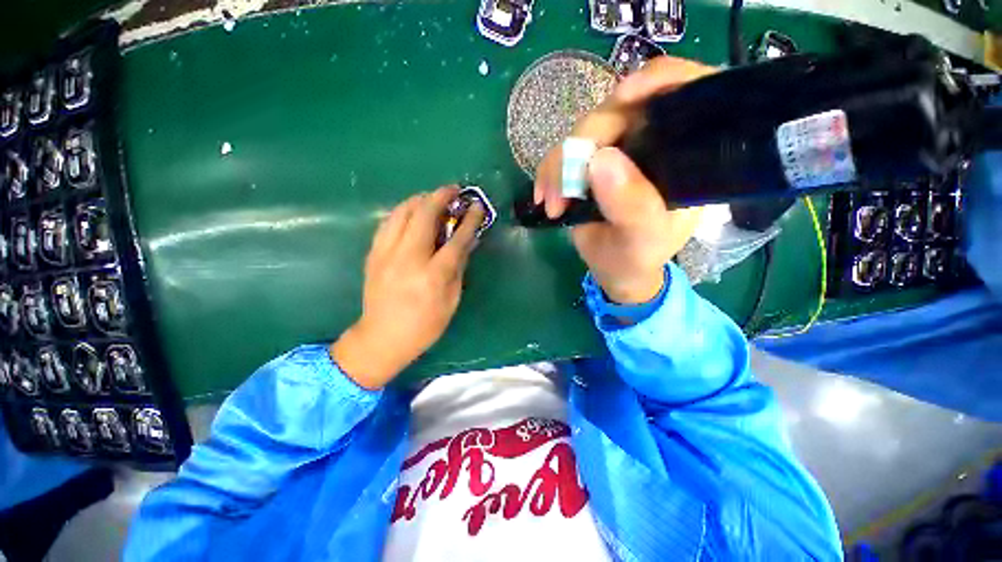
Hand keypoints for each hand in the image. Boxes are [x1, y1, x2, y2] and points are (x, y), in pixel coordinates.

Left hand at [331, 187, 484, 389]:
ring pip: (402, 213)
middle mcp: (408, 259)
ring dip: (420, 199)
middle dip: (440, 197)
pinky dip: (402, 211)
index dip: (470, 220)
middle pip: (424, 216)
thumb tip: (468, 242)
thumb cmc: (424, 326)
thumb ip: (459, 268)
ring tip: (432, 197)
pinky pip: (388, 223)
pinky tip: (411, 212)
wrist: (381, 338)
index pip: (456, 240)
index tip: (477, 206)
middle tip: (453, 190)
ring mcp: (386, 254)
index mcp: (433, 276)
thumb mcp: (451, 301)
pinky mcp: (373, 255)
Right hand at [534, 57, 714, 303]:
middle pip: (617, 112)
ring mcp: (619, 149)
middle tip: (562, 192)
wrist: (615, 269)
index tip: (624, 96)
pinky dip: (549, 172)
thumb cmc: (638, 257)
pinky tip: (544, 196)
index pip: (686, 93)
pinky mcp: (591, 162)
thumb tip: (599, 159)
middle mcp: (653, 141)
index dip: (658, 80)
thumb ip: (632, 205)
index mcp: (684, 154)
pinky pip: (564, 152)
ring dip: (558, 165)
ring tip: (552, 203)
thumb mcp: (641, 238)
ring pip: (583, 132)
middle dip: (581, 147)